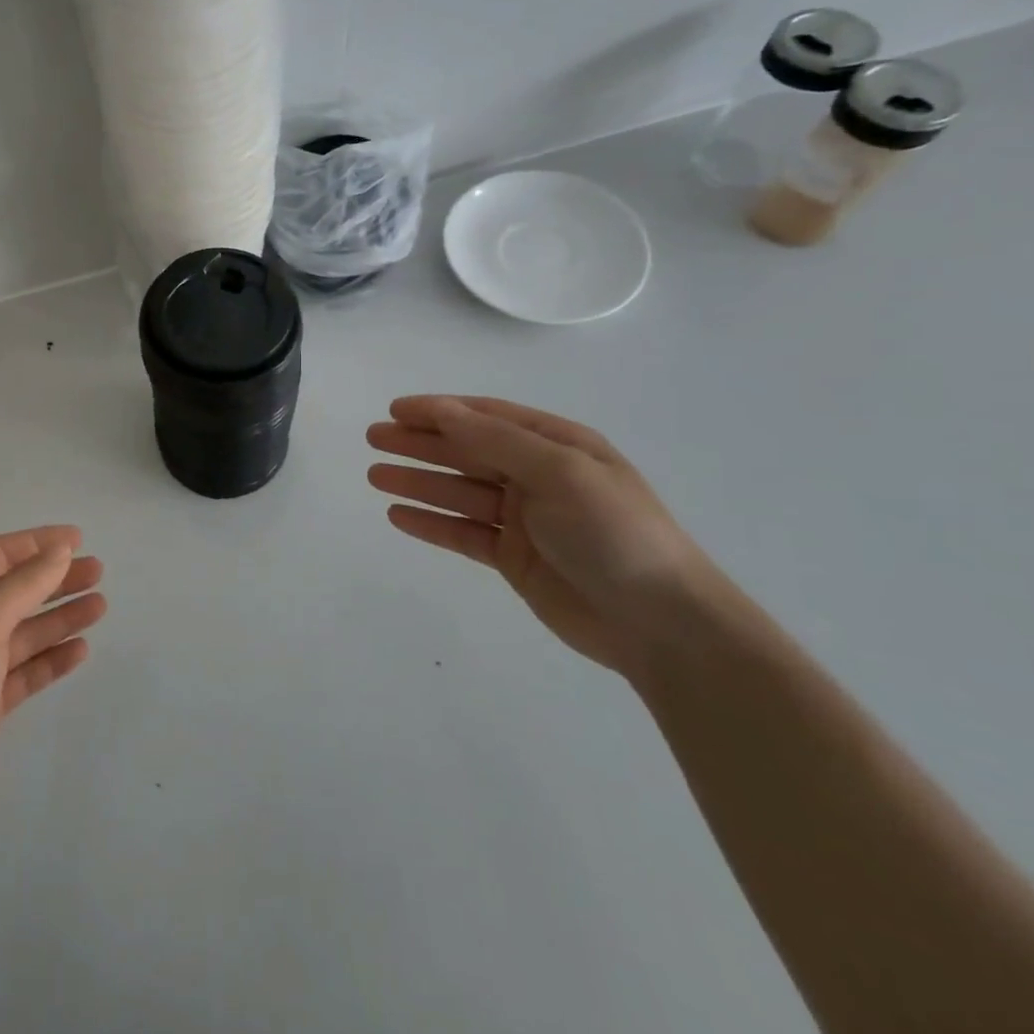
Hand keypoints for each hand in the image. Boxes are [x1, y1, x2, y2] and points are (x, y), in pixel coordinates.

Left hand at [0, 527, 105, 828]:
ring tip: (100, 606)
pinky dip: (51, 660)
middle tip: (98, 572)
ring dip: (60, 618)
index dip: (38, 543)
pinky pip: (25, 672)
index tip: (78, 539)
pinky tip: (80, 650)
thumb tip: (60, 550)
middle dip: (55, 579)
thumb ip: (24, 584)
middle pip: (16, 591)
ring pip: (25, 632)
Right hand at [367, 396, 729, 677]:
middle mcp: (537, 476)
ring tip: (373, 476)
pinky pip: (462, 532)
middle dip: (419, 443)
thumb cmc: (614, 532)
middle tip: (373, 438)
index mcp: (557, 445)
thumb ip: (495, 440)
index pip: (486, 417)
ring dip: (417, 481)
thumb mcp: (559, 472)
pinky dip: (430, 522)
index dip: (439, 411)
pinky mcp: (514, 558)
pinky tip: (397, 515)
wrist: (661, 623)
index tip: (395, 410)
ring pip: (458, 492)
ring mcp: (525, 519)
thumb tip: (441, 410)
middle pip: (466, 452)